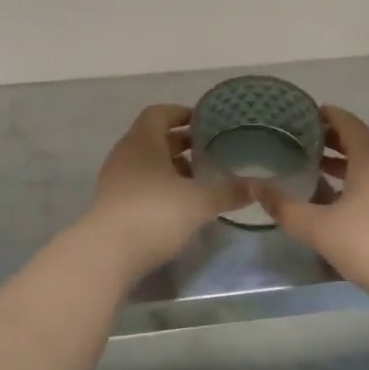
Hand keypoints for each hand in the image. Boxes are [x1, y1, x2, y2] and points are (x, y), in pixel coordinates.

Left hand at [82, 104, 247, 275]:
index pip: (160, 113)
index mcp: (142, 141)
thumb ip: (230, 190)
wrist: (107, 255)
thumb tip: (261, 184)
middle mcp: (126, 155)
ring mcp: (117, 182)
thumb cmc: (154, 214)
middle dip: (184, 143)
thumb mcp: (200, 201)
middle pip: (155, 139)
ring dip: (174, 168)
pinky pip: (142, 186)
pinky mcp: (115, 206)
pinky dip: (163, 188)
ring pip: (149, 165)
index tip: (208, 123)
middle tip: (213, 151)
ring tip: (203, 178)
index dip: (183, 114)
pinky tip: (183, 204)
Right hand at [260, 106, 368, 300]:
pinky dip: (354, 178)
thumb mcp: (317, 227)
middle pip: (358, 141)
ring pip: (367, 163)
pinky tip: (336, 197)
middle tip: (301, 140)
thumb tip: (256, 187)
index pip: (348, 123)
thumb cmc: (368, 243)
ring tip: (314, 166)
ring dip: (342, 161)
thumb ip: (284, 207)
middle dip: (330, 138)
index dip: (327, 115)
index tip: (304, 114)